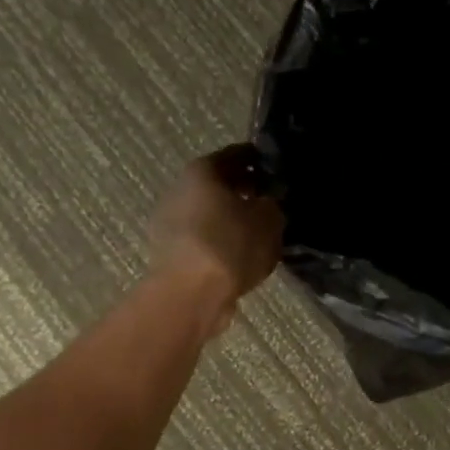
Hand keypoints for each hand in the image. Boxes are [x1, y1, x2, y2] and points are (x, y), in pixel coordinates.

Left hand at [148, 144, 284, 335]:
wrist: (190, 295)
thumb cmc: (231, 245)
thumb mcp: (269, 219)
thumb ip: (273, 203)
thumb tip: (270, 201)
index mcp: (203, 170)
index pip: (238, 155)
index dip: (261, 162)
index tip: (280, 172)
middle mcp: (180, 189)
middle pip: (219, 184)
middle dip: (245, 191)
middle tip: (272, 203)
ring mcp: (169, 222)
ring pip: (210, 212)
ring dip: (232, 218)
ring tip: (259, 232)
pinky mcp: (169, 252)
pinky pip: (203, 238)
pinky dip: (221, 241)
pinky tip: (240, 255)